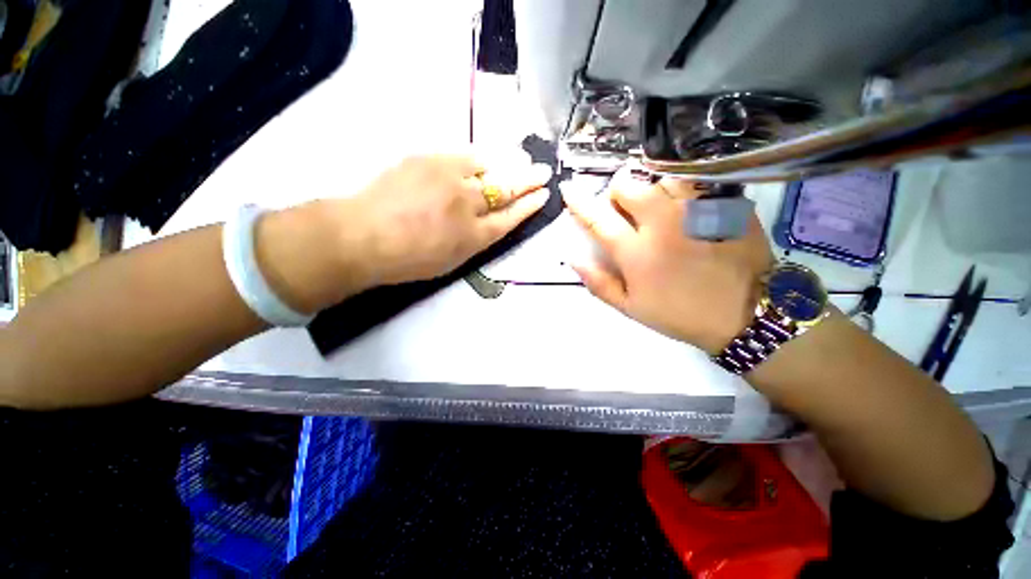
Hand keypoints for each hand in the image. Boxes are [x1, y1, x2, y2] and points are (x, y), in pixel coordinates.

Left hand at [256, 154, 550, 312]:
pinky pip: (463, 155)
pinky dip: (477, 159)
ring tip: (517, 159)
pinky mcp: (428, 159)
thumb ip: (476, 238)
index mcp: (474, 236)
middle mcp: (467, 205)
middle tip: (543, 172)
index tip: (543, 195)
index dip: (529, 206)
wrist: (363, 236)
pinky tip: (482, 160)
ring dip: (505, 163)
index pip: (511, 217)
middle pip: (506, 188)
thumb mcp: (452, 259)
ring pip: (487, 166)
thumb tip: (491, 219)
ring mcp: (448, 178)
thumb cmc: (408, 259)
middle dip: (528, 180)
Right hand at [563, 171, 772, 353]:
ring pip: (660, 177)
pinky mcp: (724, 204)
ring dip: (650, 188)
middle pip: (628, 185)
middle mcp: (662, 223)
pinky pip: (694, 182)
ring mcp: (696, 210)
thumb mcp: (631, 307)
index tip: (568, 188)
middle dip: (618, 191)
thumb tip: (574, 259)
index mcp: (636, 252)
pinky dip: (681, 189)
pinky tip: (686, 206)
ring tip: (657, 205)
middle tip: (625, 207)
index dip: (579, 202)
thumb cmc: (679, 313)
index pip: (598, 218)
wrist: (744, 314)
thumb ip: (599, 283)